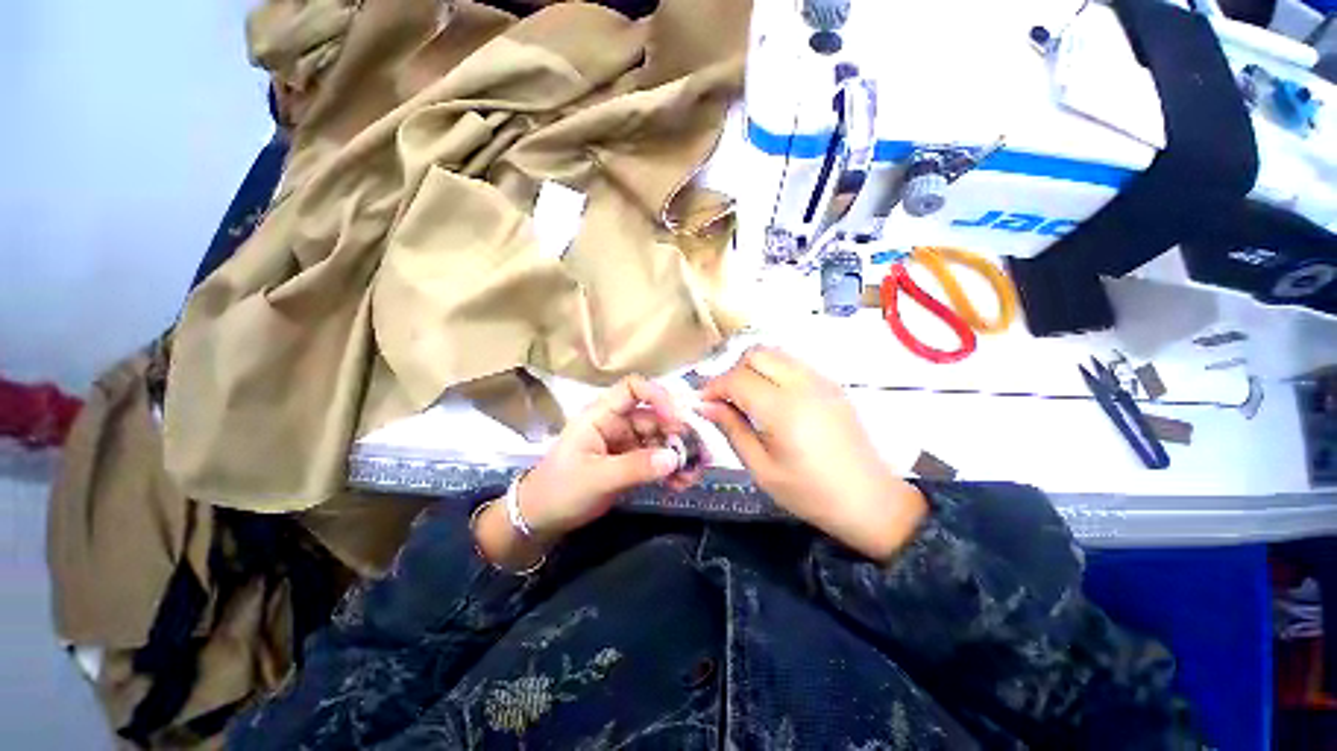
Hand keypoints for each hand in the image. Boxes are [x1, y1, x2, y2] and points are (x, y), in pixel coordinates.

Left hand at [517, 375, 706, 538]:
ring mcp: (626, 444)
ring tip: (694, 474)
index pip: (632, 389)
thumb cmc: (560, 489)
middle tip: (700, 453)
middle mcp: (618, 424)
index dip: (657, 395)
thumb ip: (635, 467)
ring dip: (679, 453)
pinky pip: (658, 460)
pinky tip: (682, 482)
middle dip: (678, 433)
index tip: (677, 416)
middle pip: (655, 417)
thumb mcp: (596, 477)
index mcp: (602, 415)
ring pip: (660, 439)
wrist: (542, 519)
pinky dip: (672, 469)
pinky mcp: (632, 463)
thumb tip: (674, 458)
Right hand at [698, 347, 926, 560]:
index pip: (737, 378)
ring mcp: (821, 380)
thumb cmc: (810, 493)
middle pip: (756, 354)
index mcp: (783, 409)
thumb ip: (732, 430)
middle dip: (733, 372)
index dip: (713, 387)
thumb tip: (706, 406)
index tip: (702, 403)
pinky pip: (793, 363)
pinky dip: (773, 371)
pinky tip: (772, 399)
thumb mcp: (762, 468)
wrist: (870, 500)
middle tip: (725, 400)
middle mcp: (803, 384)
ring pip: (775, 353)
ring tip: (746, 398)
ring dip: (753, 368)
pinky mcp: (831, 384)